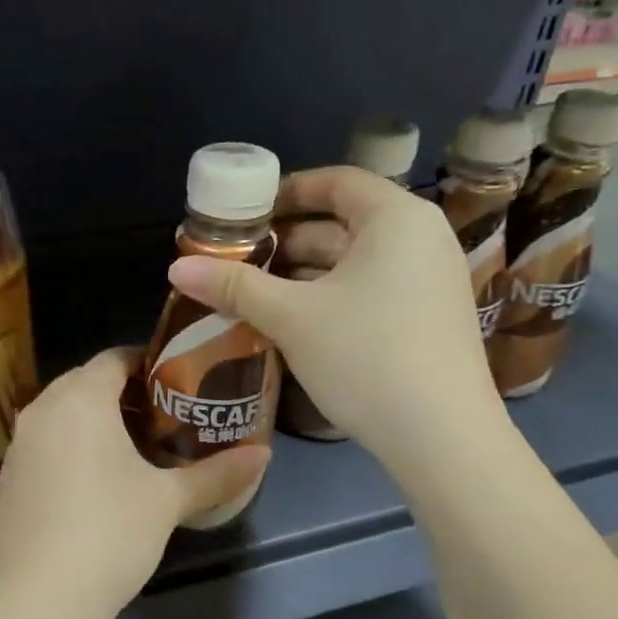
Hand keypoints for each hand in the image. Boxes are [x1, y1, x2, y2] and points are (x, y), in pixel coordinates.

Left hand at [0, 347, 270, 618]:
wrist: (38, 597)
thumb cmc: (110, 532)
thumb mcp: (168, 502)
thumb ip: (217, 474)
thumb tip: (264, 455)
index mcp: (80, 399)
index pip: (114, 358)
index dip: (147, 363)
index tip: (177, 383)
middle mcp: (41, 410)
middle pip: (84, 382)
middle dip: (122, 392)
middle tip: (162, 416)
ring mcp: (18, 446)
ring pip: (61, 414)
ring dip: (93, 421)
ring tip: (132, 449)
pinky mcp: (7, 479)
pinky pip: (44, 445)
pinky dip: (69, 448)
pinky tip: (93, 484)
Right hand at [168, 167, 499, 461]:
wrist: (442, 436)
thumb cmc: (365, 356)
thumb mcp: (292, 318)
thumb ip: (234, 287)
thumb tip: (176, 267)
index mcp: (396, 218)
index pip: (336, 182)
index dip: (287, 191)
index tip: (246, 214)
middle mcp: (422, 238)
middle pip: (344, 223)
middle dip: (288, 241)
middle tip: (239, 259)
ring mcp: (431, 280)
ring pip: (356, 262)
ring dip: (305, 274)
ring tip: (255, 293)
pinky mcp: (430, 318)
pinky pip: (373, 289)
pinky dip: (332, 296)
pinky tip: (295, 322)